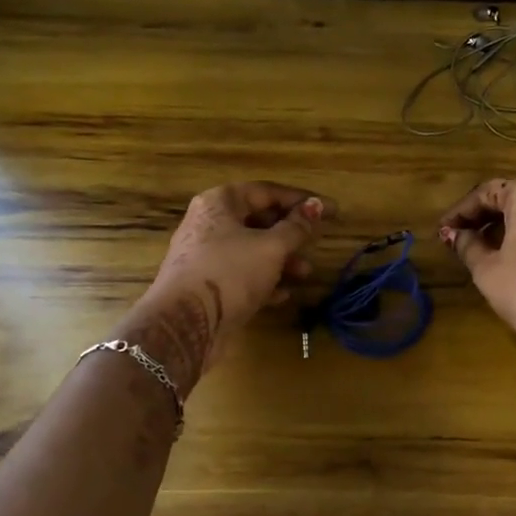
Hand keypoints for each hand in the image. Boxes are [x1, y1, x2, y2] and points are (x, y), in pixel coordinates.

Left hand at [121, 181, 331, 394]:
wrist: (185, 323)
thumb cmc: (230, 272)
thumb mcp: (272, 247)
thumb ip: (297, 227)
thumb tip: (316, 206)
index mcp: (220, 202)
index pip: (267, 191)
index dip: (302, 200)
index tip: (330, 210)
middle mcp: (209, 224)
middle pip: (258, 220)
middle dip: (291, 234)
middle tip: (316, 242)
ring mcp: (205, 257)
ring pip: (251, 251)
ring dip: (281, 261)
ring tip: (305, 273)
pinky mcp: (207, 286)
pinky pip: (241, 276)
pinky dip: (264, 282)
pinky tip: (283, 295)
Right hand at [439, 179, 515, 355]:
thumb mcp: (487, 270)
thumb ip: (468, 245)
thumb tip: (455, 234)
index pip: (486, 192)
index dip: (461, 211)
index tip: (444, 230)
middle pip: (514, 198)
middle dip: (485, 217)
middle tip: (463, 237)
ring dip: (509, 226)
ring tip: (489, 249)